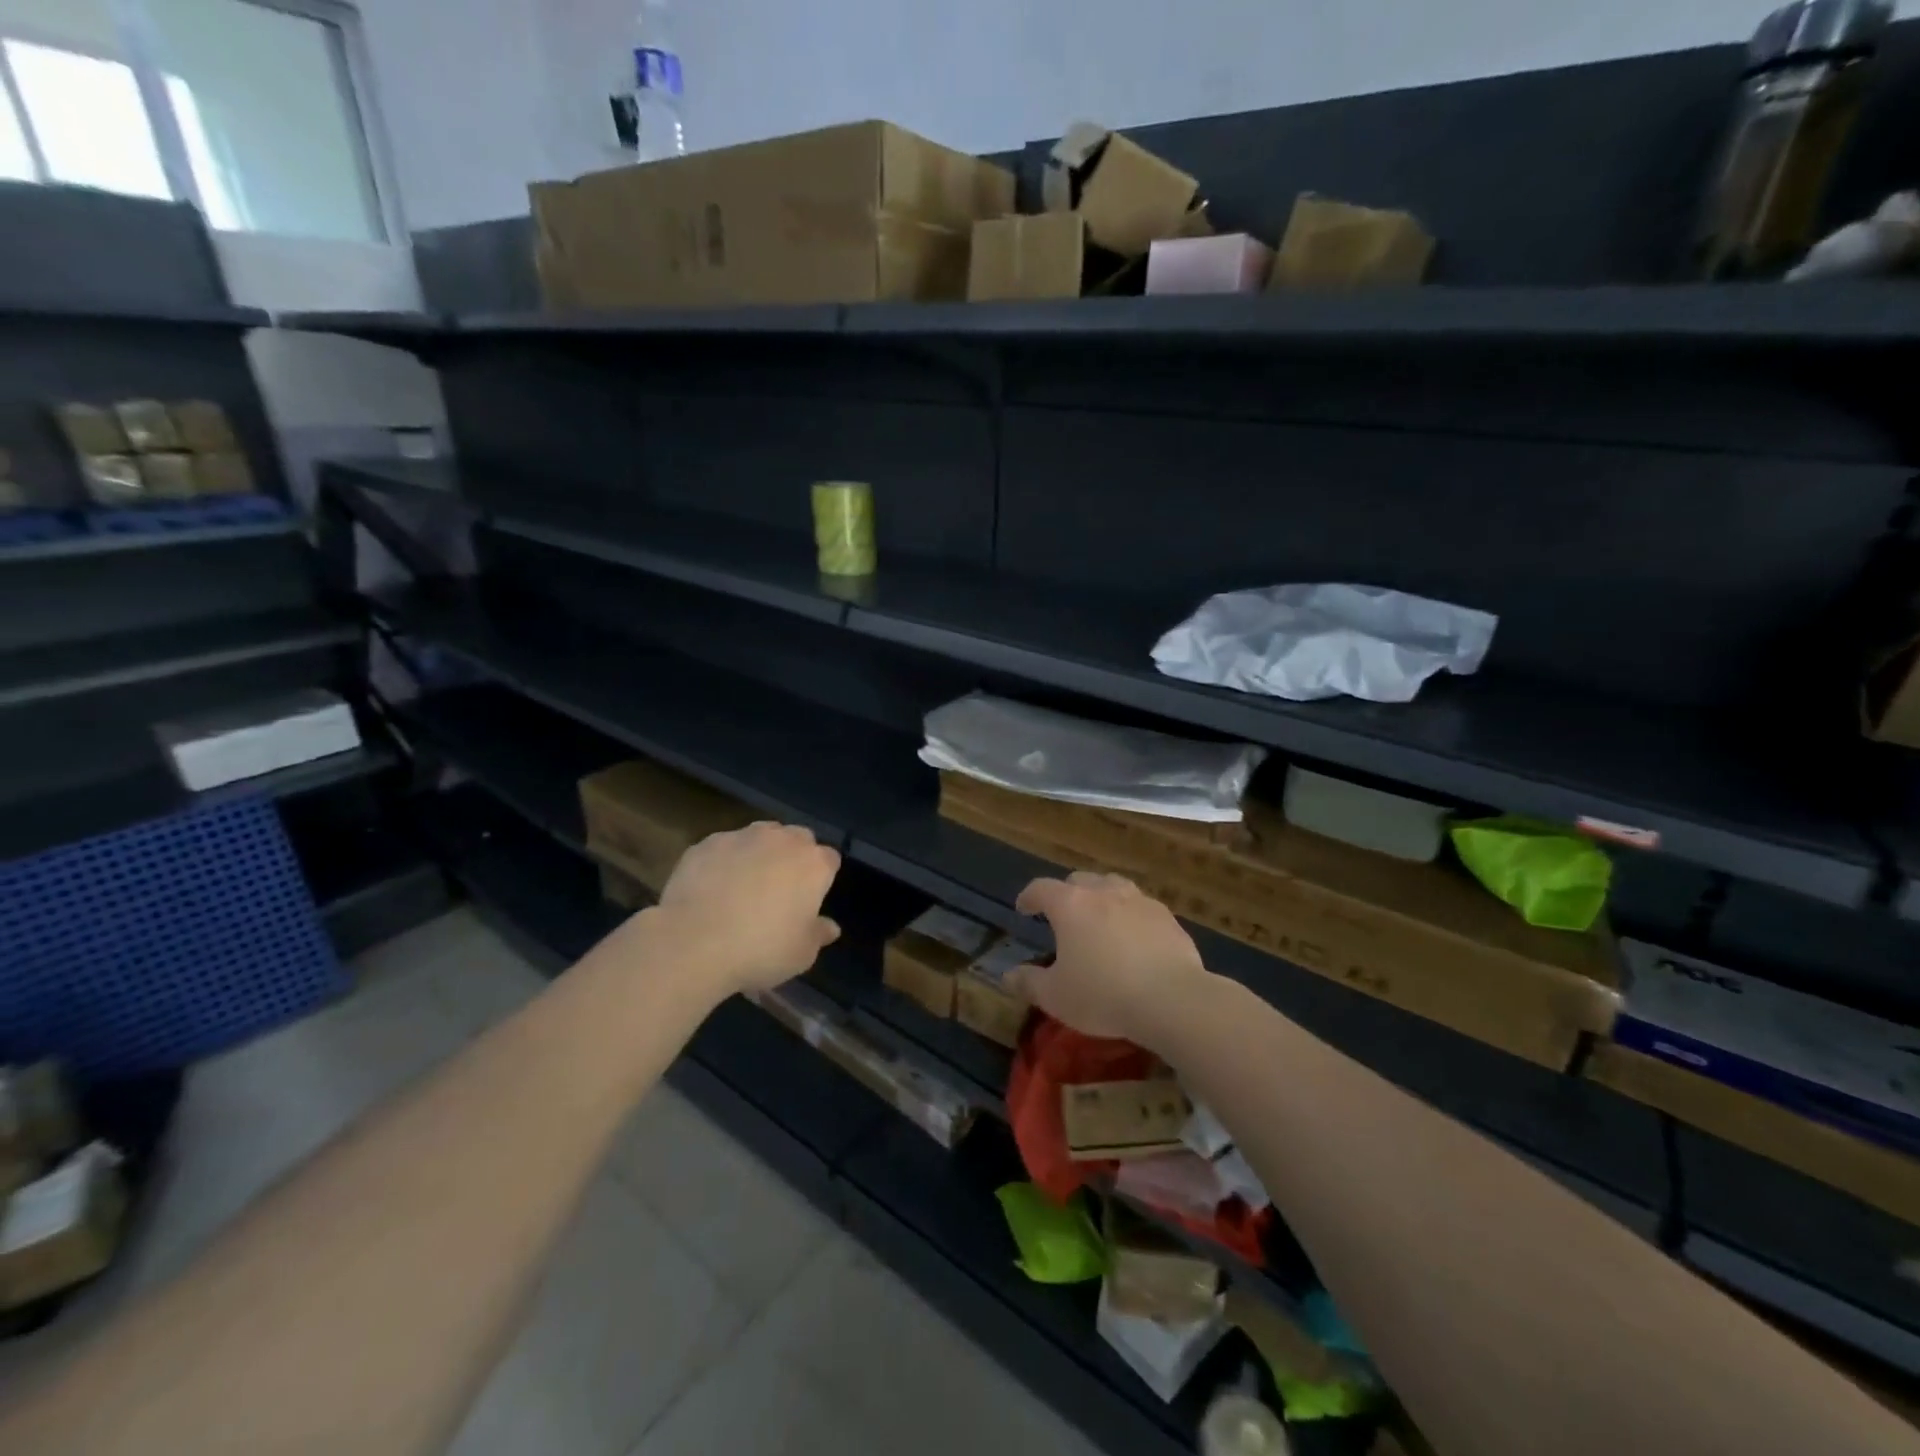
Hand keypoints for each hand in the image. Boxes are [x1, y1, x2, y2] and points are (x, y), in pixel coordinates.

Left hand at [650, 822, 841, 995]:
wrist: (693, 942)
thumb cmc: (760, 949)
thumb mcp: (801, 954)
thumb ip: (818, 935)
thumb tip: (830, 927)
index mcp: (813, 864)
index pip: (830, 859)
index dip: (822, 877)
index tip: (811, 898)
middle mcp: (782, 840)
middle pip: (798, 838)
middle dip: (794, 856)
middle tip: (781, 889)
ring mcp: (743, 837)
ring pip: (761, 835)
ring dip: (760, 852)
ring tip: (744, 884)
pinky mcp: (708, 843)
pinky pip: (725, 847)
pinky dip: (725, 860)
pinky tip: (712, 887)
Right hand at [1008, 871, 1210, 1048]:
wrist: (1172, 999)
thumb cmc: (1103, 995)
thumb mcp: (1056, 997)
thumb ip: (1029, 982)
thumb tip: (1008, 976)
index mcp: (1070, 905)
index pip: (1041, 888)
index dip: (1029, 897)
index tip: (1023, 908)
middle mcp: (1104, 892)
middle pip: (1079, 880)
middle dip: (1066, 894)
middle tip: (1062, 916)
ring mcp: (1139, 901)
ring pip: (1113, 886)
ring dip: (1101, 898)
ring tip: (1099, 920)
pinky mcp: (1167, 917)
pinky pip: (1141, 907)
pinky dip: (1130, 916)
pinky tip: (1134, 939)